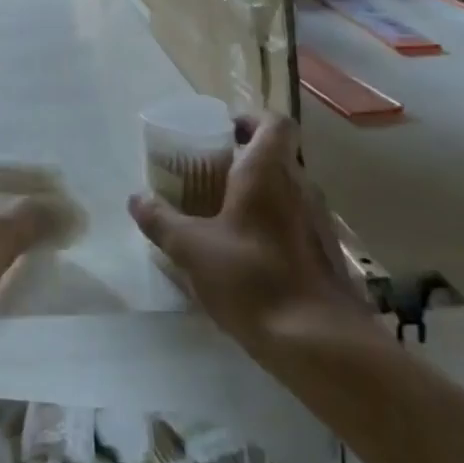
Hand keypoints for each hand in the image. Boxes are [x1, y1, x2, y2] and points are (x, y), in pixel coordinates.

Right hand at [128, 114, 375, 349]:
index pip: (274, 122)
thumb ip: (160, 220)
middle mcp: (301, 187)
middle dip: (246, 159)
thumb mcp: (192, 249)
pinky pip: (297, 222)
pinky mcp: (328, 254)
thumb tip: (135, 198)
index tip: (224, 131)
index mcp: (268, 172)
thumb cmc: (253, 279)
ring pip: (288, 190)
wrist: (321, 343)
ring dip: (260, 194)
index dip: (250, 118)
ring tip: (224, 215)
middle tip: (210, 174)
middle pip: (278, 156)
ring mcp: (320, 221)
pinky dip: (274, 225)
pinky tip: (249, 255)